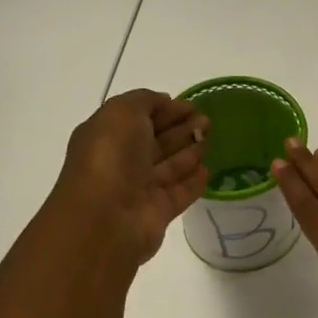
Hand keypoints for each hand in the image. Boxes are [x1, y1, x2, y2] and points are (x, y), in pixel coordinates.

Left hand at [50, 89, 209, 264]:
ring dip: (190, 150)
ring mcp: (140, 189)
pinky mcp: (158, 212)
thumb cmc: (111, 157)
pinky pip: (180, 192)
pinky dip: (194, 181)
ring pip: (170, 165)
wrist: (106, 217)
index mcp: (107, 136)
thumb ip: (144, 101)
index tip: (191, 105)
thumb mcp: (122, 112)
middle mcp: (122, 162)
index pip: (139, 117)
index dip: (165, 109)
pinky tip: (208, 170)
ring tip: (211, 137)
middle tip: (208, 120)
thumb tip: (165, 102)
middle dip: (181, 128)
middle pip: (156, 141)